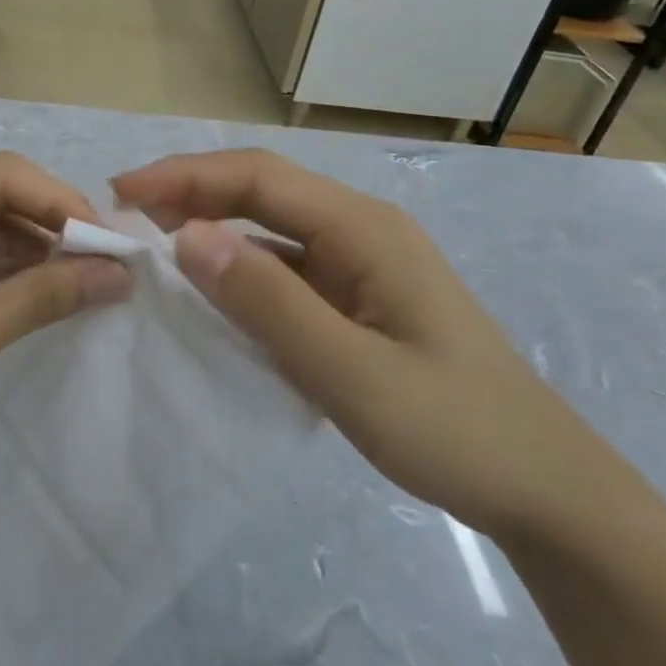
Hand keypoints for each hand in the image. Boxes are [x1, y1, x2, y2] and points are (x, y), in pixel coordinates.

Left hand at [0, 153, 131, 487]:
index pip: (1, 175)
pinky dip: (7, 272)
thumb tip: (117, 275)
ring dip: (35, 250)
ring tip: (90, 278)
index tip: (111, 243)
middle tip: (108, 262)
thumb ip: (41, 298)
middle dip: (52, 225)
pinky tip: (48, 290)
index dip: (62, 202)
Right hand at [113, 149, 626, 542]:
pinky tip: (209, 287)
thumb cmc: (455, 429)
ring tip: (150, 240)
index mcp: (363, 229)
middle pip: (262, 190)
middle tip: (123, 213)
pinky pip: (285, 266)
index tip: (121, 193)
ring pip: (271, 226)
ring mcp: (361, 263)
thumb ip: (269, 303)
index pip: (257, 178)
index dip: (184, 177)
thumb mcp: (352, 373)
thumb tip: (188, 237)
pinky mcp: (357, 297)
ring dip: (211, 224)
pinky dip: (238, 266)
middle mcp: (360, 230)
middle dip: (190, 191)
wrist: (545, 488)